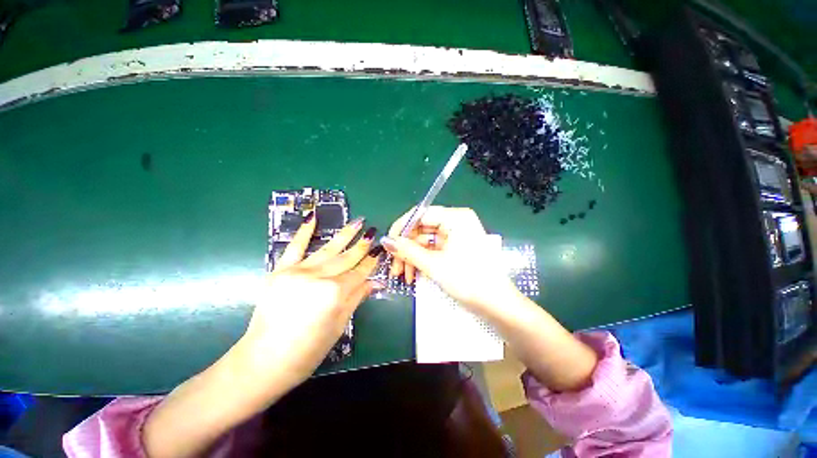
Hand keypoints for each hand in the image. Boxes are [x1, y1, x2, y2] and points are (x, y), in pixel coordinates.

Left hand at [143, 214, 383, 457]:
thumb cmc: (307, 350)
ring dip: (345, 234)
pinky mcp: (281, 271)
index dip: (371, 262)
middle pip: (347, 258)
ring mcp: (298, 271)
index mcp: (336, 293)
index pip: (359, 273)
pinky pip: (295, 247)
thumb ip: (356, 298)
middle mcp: (319, 277)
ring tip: (358, 221)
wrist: (264, 360)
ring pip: (328, 249)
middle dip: (362, 245)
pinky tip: (313, 218)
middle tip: (373, 232)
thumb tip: (375, 282)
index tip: (379, 251)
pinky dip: (304, 231)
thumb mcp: (338, 326)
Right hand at [383, 206, 518, 312]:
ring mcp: (456, 235)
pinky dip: (422, 261)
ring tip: (403, 276)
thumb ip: (407, 251)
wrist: (497, 305)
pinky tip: (413, 274)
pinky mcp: (456, 247)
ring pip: (425, 241)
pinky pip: (433, 249)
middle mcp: (456, 222)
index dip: (401, 228)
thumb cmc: (468, 281)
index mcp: (456, 217)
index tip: (388, 244)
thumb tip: (385, 241)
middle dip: (406, 249)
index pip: (420, 214)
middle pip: (421, 229)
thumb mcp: (434, 265)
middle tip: (394, 267)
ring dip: (412, 257)